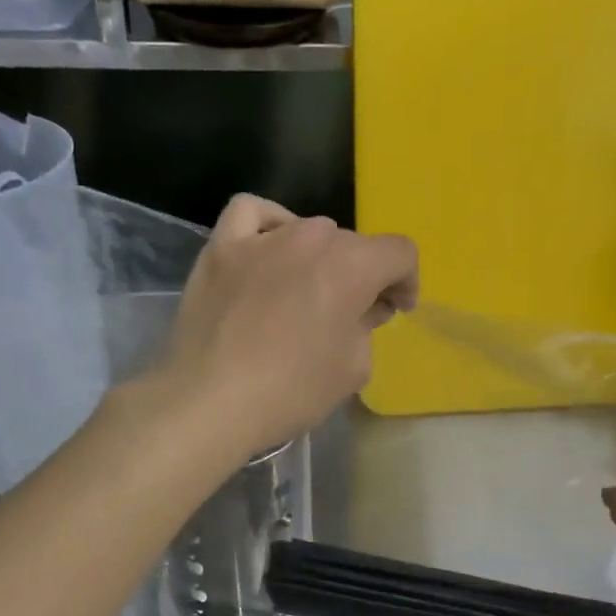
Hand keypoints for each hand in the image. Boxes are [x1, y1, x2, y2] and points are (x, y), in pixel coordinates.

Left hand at [163, 195, 417, 453]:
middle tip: (350, 314)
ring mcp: (262, 238)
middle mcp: (312, 238)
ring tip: (307, 289)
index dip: (406, 282)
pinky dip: (268, 224)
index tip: (395, 310)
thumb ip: (367, 327)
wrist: (210, 402)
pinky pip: (250, 213)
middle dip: (361, 276)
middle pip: (352, 245)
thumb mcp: (354, 368)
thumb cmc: (292, 390)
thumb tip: (361, 309)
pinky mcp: (221, 248)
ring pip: (307, 230)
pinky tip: (268, 248)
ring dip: (319, 257)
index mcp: (353, 266)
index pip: (400, 253)